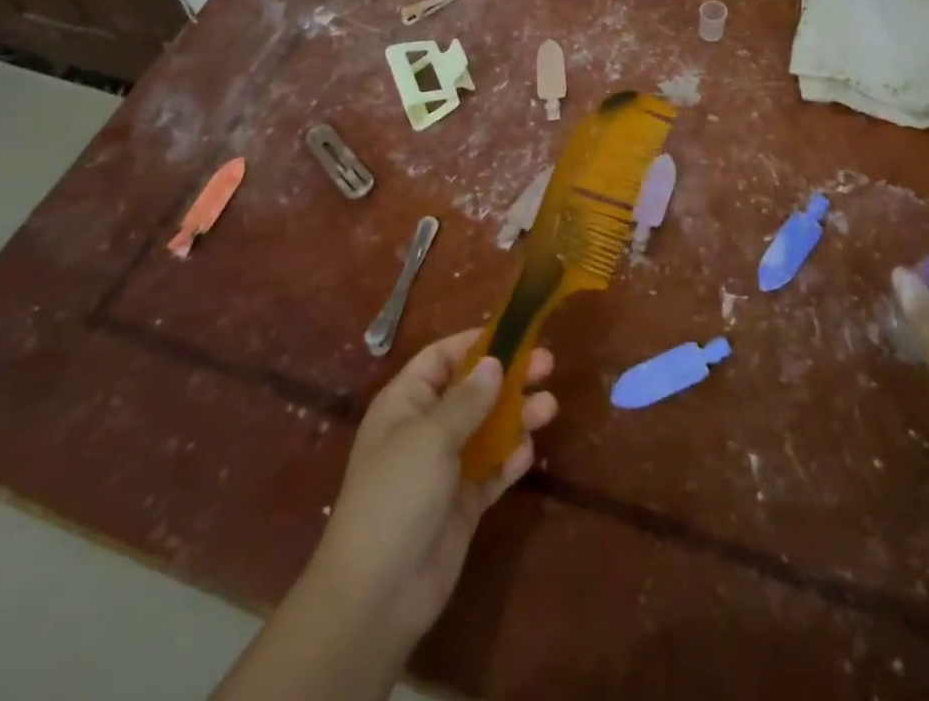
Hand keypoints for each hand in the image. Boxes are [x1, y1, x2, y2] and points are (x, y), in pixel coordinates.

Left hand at [311, 330, 558, 648]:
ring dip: (517, 416)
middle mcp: (425, 429)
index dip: (475, 343)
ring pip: (487, 429)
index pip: (442, 358)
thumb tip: (493, 362)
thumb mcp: (430, 436)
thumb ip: (467, 399)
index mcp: (406, 403)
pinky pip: (492, 470)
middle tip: (548, 365)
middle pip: (472, 391)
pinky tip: (529, 452)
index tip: (514, 333)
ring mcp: (444, 468)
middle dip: (508, 377)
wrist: (378, 594)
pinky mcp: (462, 504)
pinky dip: (510, 459)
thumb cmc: (396, 495)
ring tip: (550, 407)